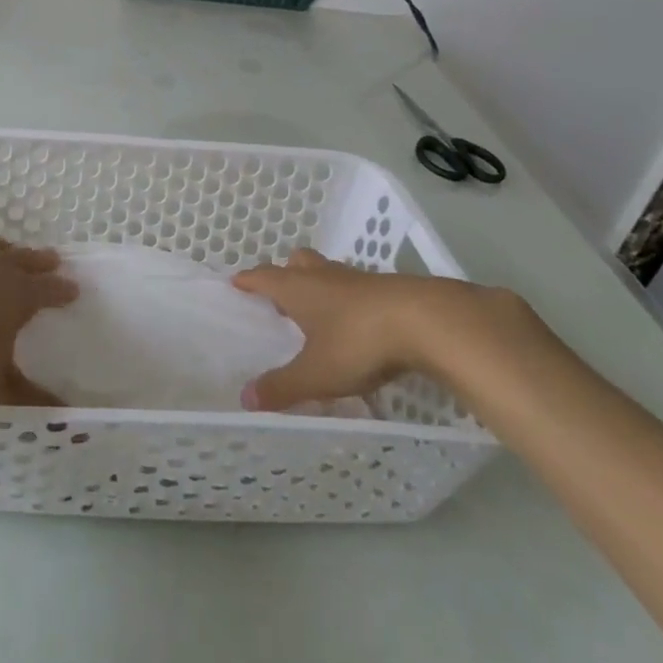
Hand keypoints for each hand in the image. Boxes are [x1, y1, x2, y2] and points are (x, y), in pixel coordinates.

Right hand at [231, 248, 495, 410]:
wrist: (426, 321)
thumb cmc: (358, 341)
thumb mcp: (316, 373)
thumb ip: (282, 386)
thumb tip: (245, 399)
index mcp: (298, 288)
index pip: (263, 276)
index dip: (248, 280)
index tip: (236, 283)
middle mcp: (324, 276)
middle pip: (299, 263)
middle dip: (288, 274)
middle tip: (283, 296)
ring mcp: (359, 279)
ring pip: (331, 273)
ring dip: (322, 286)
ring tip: (322, 313)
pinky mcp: (391, 289)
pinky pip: (361, 289)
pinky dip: (353, 302)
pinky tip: (361, 325)